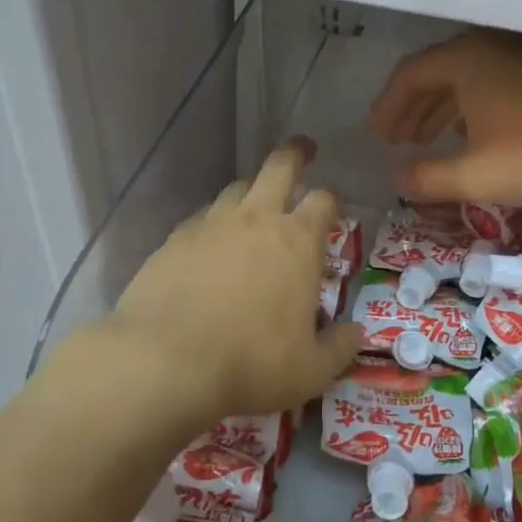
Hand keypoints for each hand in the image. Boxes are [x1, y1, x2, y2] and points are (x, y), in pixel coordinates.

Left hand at [105, 139, 362, 437]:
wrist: (165, 362)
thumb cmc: (251, 364)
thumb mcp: (310, 371)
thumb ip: (339, 348)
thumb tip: (356, 333)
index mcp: (297, 242)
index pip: (323, 200)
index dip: (332, 198)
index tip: (334, 203)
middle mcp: (255, 220)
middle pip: (279, 167)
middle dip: (295, 154)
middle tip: (303, 150)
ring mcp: (210, 225)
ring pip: (236, 188)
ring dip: (252, 190)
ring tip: (255, 203)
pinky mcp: (173, 239)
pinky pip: (201, 218)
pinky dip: (214, 221)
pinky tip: (210, 244)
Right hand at [368, 30, 521, 208]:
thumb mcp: (475, 175)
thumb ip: (426, 179)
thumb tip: (395, 179)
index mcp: (465, 59)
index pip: (409, 75)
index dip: (388, 107)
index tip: (377, 135)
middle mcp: (491, 46)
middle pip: (438, 72)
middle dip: (413, 108)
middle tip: (397, 139)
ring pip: (470, 78)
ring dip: (444, 109)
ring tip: (431, 140)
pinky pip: (497, 82)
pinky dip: (475, 107)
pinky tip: (480, 134)